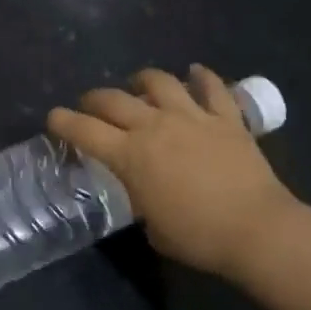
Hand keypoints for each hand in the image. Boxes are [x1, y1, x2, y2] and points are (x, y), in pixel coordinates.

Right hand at [48, 64, 300, 280]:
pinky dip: (203, 77)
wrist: (256, 229)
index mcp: (130, 155)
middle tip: (91, 106)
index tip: (54, 118)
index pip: (84, 131)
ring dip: (143, 80)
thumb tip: (142, 189)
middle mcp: (154, 126)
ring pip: (159, 82)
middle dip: (94, 99)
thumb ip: (139, 197)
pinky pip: (212, 88)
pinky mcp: (225, 118)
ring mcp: (191, 116)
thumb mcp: (153, 225)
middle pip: (113, 99)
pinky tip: (196, 72)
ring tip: (139, 85)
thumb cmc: (198, 237)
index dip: (63, 122)